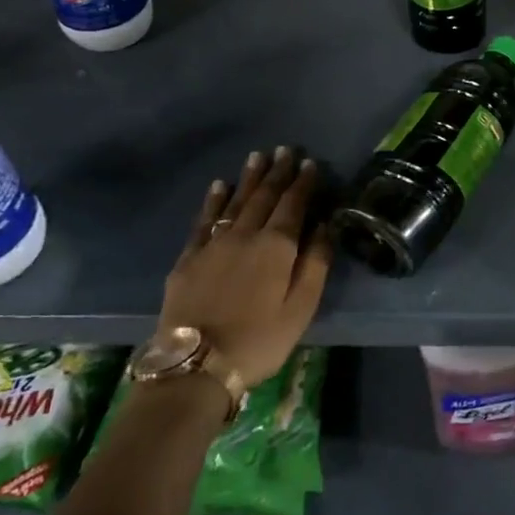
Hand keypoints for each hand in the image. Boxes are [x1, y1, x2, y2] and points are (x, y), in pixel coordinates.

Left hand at [151, 146, 332, 387]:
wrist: (196, 365)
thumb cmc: (260, 339)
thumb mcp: (301, 307)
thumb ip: (315, 263)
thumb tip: (326, 225)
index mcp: (276, 247)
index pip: (294, 205)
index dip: (303, 183)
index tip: (310, 163)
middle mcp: (245, 235)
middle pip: (264, 197)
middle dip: (278, 172)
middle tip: (286, 150)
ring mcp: (213, 244)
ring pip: (234, 201)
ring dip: (248, 178)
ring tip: (258, 156)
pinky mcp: (189, 258)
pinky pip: (204, 219)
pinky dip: (213, 200)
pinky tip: (218, 186)